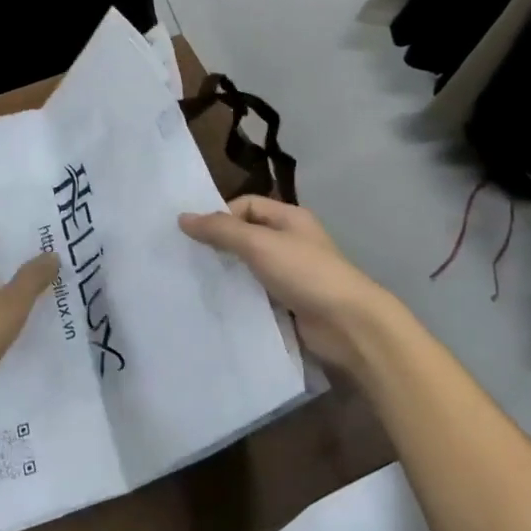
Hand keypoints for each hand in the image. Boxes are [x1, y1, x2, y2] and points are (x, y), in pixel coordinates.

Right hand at [179, 196, 398, 373]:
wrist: (348, 325)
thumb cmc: (305, 273)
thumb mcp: (259, 244)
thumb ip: (221, 230)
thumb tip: (182, 217)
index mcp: (289, 218)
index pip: (246, 205)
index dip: (221, 216)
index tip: (196, 237)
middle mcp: (290, 242)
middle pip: (246, 236)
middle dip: (219, 246)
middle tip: (187, 261)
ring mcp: (291, 275)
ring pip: (249, 268)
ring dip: (228, 275)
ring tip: (196, 284)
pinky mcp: (289, 304)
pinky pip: (257, 294)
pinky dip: (239, 298)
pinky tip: (218, 306)